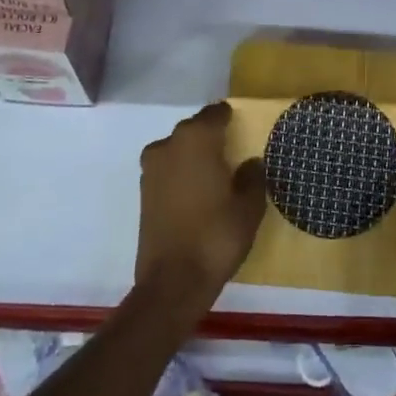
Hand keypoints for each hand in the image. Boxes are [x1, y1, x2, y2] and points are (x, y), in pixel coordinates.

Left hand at [135, 102, 266, 319]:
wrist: (172, 282)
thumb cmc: (216, 236)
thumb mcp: (249, 207)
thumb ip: (252, 177)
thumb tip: (250, 162)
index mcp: (196, 138)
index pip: (215, 113)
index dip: (230, 119)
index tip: (243, 129)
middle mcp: (169, 144)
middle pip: (194, 129)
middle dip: (211, 138)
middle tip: (233, 155)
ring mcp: (151, 168)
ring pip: (178, 150)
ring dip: (194, 157)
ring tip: (215, 177)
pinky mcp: (143, 192)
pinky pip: (168, 171)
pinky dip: (181, 175)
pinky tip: (197, 195)